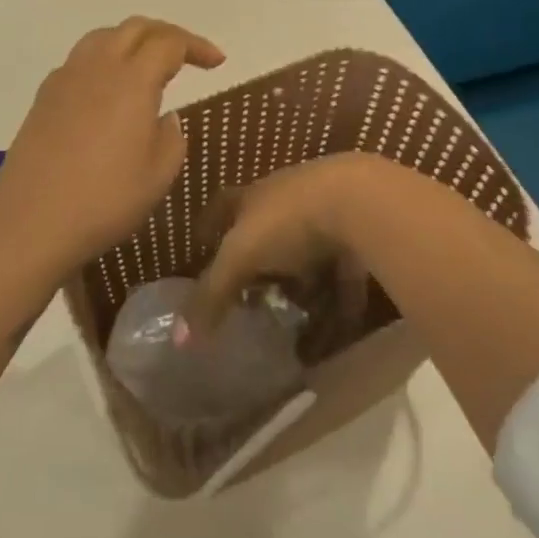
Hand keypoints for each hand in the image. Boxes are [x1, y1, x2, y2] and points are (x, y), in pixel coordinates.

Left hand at [0, 17, 224, 274]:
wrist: (32, 219)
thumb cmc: (105, 199)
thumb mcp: (158, 174)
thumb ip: (171, 137)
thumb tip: (164, 117)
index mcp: (133, 79)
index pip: (170, 42)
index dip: (196, 47)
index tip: (217, 63)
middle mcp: (98, 66)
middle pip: (136, 28)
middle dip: (167, 34)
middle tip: (187, 56)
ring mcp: (66, 77)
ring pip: (104, 36)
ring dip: (132, 41)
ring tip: (147, 64)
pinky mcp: (45, 95)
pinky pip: (80, 60)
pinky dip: (104, 60)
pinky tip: (108, 90)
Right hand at [176, 153, 379, 346]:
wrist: (360, 201)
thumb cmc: (288, 221)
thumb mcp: (240, 256)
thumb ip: (212, 295)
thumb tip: (178, 340)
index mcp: (252, 197)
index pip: (222, 207)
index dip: (208, 226)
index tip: (200, 244)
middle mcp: (285, 200)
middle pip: (264, 230)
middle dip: (257, 262)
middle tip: (249, 296)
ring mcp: (324, 215)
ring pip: (305, 253)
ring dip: (300, 282)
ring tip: (292, 316)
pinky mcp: (357, 236)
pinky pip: (342, 273)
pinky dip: (338, 298)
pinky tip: (338, 325)